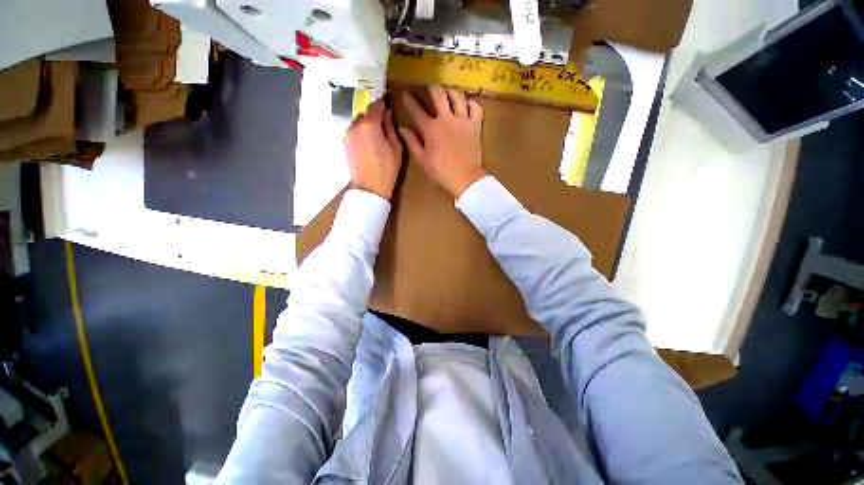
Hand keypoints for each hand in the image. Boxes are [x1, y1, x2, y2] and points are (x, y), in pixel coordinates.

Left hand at [344, 99, 402, 199]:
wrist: (370, 188)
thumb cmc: (387, 169)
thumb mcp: (396, 148)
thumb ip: (390, 128)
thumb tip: (387, 114)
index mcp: (369, 125)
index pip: (375, 106)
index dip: (382, 105)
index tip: (387, 106)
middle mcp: (355, 126)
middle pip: (364, 114)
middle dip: (373, 117)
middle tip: (384, 126)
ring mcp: (347, 136)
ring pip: (358, 123)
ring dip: (366, 125)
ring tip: (376, 138)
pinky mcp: (345, 145)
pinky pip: (354, 133)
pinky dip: (361, 134)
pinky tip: (369, 145)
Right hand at [399, 85, 485, 197]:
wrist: (465, 178)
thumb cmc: (441, 171)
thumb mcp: (422, 160)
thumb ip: (412, 142)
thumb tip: (402, 128)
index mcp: (430, 129)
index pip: (416, 109)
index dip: (409, 100)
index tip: (405, 94)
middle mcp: (446, 119)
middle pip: (438, 93)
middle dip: (432, 88)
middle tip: (430, 89)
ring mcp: (462, 120)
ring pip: (457, 95)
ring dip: (451, 92)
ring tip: (448, 94)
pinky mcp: (475, 125)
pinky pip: (476, 107)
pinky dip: (471, 103)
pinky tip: (467, 105)